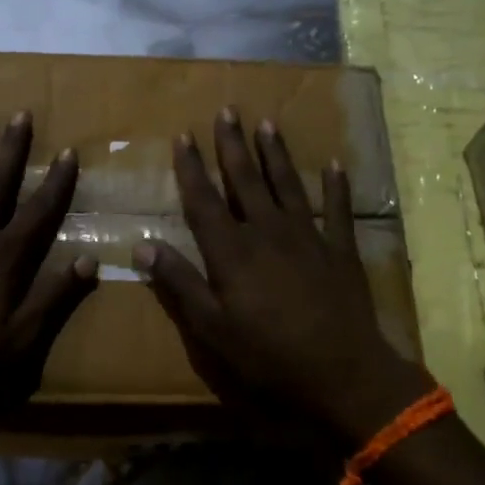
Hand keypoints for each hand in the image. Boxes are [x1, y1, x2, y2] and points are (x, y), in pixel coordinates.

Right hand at [135, 109, 431, 444]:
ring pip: (287, 185)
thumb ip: (179, 283)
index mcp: (232, 251)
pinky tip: (333, 165)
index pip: (204, 200)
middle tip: (228, 111)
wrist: (342, 373)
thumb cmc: (268, 355)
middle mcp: (267, 232)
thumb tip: (142, 245)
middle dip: (233, 145)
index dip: (191, 167)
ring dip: (275, 154)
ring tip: (267, 125)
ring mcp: (308, 237)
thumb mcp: (211, 327)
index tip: (183, 135)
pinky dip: (336, 187)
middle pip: (246, 180)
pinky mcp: (340, 251)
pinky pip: (338, 210)